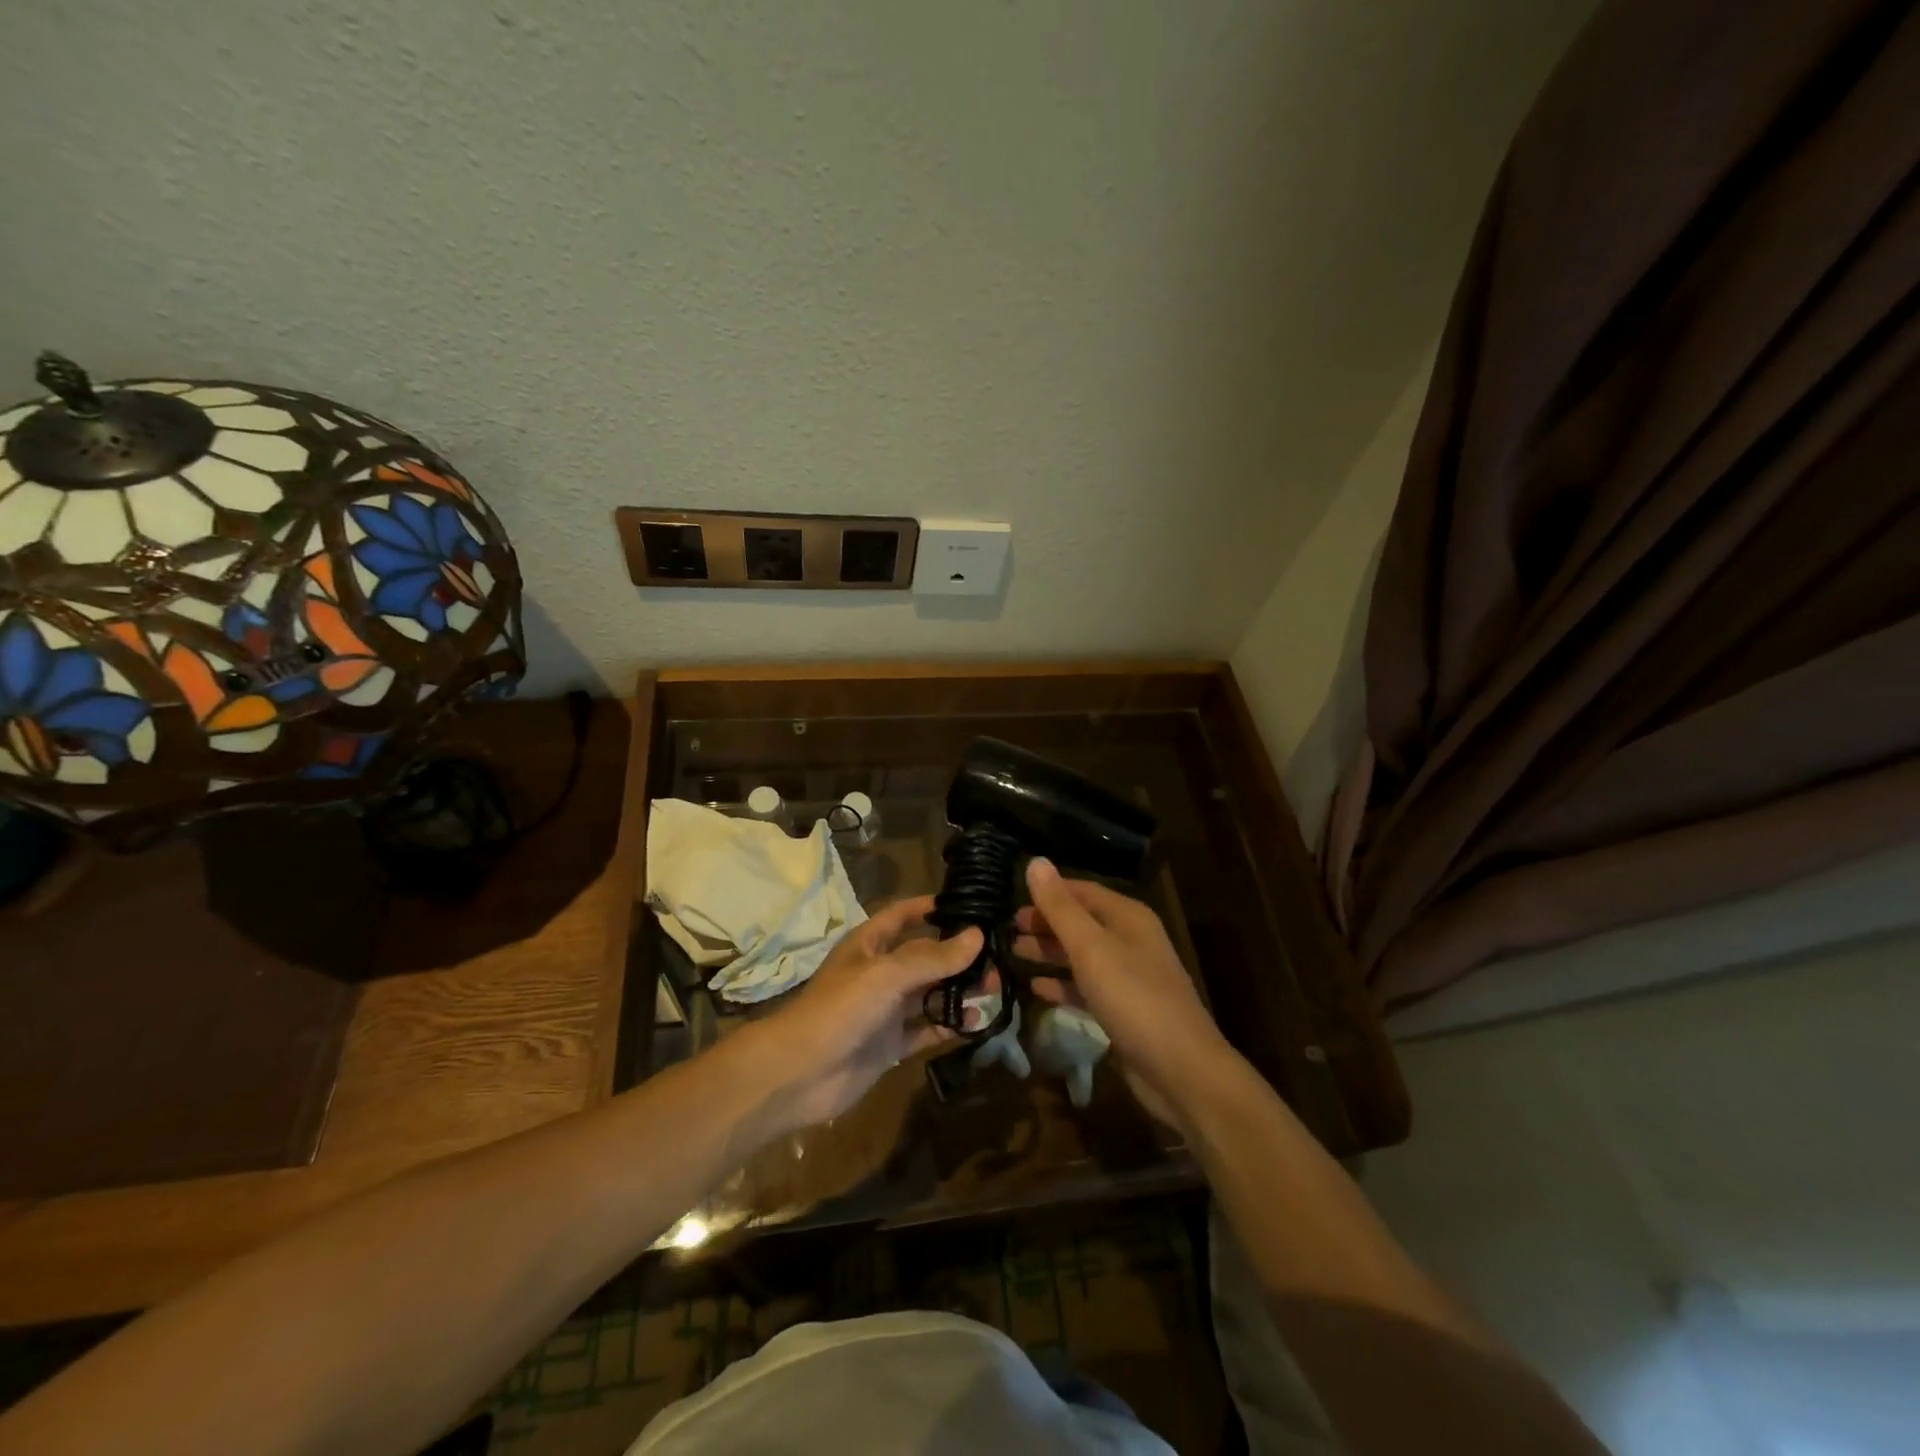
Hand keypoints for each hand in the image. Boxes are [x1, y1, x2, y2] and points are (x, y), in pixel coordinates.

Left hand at [746, 896, 982, 1131]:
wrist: (800, 1074)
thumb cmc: (839, 1009)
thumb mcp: (886, 975)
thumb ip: (932, 957)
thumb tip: (977, 936)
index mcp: (869, 945)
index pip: (902, 915)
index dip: (929, 908)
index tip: (967, 905)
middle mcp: (879, 973)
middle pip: (924, 957)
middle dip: (957, 956)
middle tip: (996, 958)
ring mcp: (885, 1010)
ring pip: (930, 994)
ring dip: (959, 990)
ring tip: (995, 989)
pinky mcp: (891, 1044)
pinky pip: (927, 1030)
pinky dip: (950, 1026)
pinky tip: (977, 1024)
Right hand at [1016, 858, 1228, 1128]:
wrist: (1181, 1070)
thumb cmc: (1134, 998)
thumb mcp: (1091, 948)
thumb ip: (1060, 907)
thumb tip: (1035, 861)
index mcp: (1128, 917)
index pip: (1082, 891)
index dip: (1048, 892)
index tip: (1011, 898)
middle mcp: (1130, 941)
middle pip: (1081, 922)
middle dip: (1045, 923)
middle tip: (1005, 929)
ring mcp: (1128, 978)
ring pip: (1081, 956)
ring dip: (1048, 953)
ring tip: (1011, 952)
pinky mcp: (1123, 1011)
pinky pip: (1086, 988)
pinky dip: (1062, 985)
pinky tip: (1035, 989)